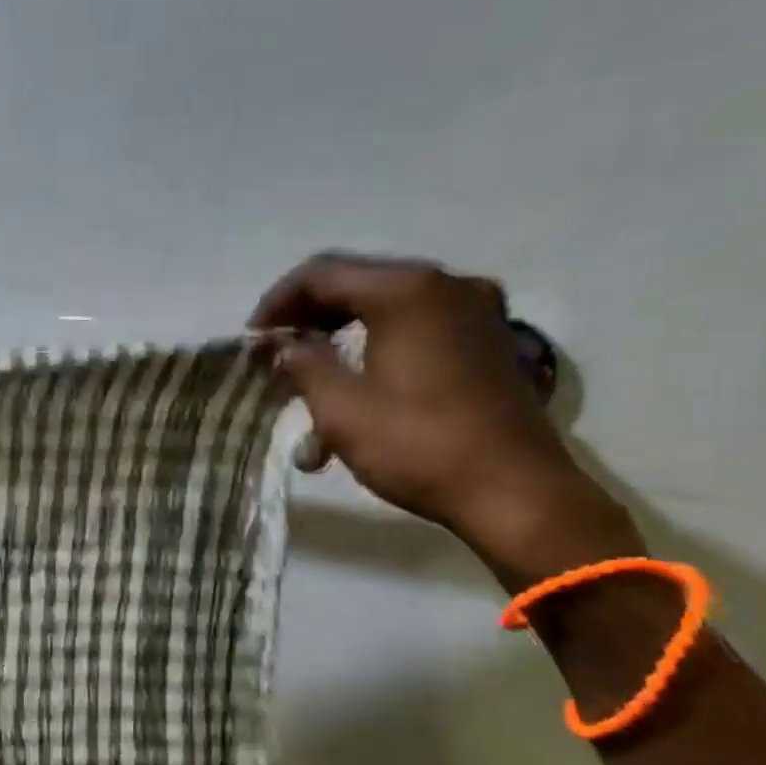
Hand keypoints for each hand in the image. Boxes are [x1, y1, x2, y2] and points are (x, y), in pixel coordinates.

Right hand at [251, 253, 638, 578]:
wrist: (513, 490)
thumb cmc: (417, 445)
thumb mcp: (341, 408)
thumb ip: (304, 365)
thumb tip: (285, 346)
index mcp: (406, 291)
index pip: (322, 274)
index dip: (277, 302)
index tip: (252, 340)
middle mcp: (446, 285)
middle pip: (357, 283)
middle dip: (308, 316)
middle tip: (275, 352)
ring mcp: (475, 311)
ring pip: (387, 306)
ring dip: (340, 333)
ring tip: (308, 372)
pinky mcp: (488, 340)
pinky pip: (418, 325)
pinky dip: (377, 343)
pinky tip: (356, 379)